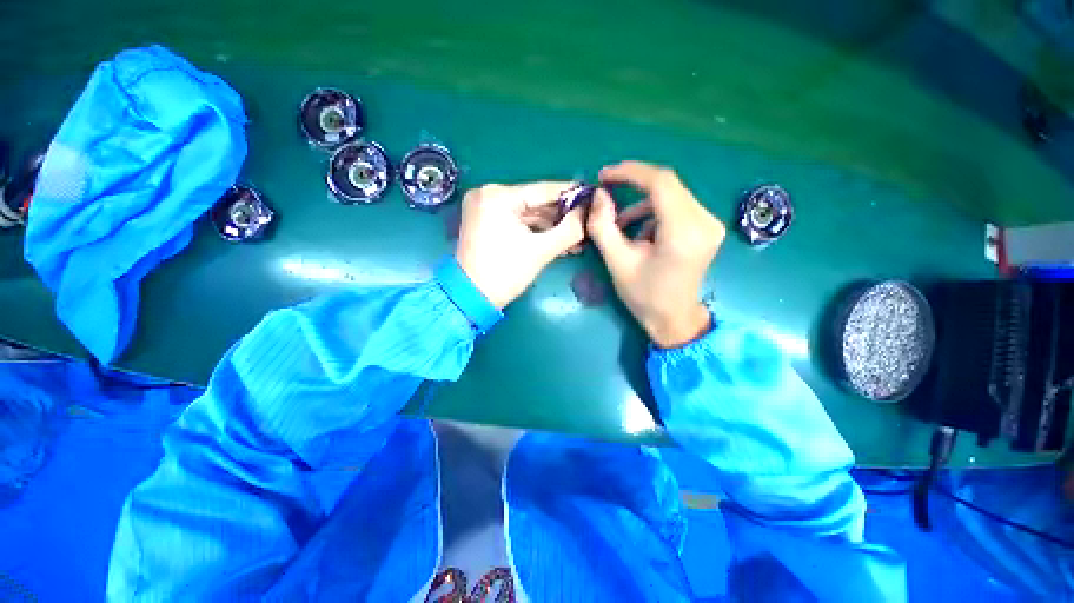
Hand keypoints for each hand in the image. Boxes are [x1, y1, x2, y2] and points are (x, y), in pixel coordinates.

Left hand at [455, 182, 585, 308]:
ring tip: (575, 240)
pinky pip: (517, 221)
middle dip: (561, 218)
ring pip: (527, 214)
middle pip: (535, 203)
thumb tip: (588, 212)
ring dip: (550, 227)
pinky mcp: (485, 221)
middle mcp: (488, 194)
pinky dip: (535, 231)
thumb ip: (569, 229)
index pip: (543, 190)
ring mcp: (484, 208)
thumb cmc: (505, 273)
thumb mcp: (541, 251)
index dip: (571, 195)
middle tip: (585, 226)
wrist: (471, 298)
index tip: (593, 197)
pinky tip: (557, 241)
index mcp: (498, 196)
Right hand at [587, 161, 724, 347]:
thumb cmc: (644, 295)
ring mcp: (709, 224)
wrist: (674, 319)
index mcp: (683, 232)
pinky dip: (654, 213)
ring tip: (620, 225)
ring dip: (642, 203)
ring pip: (671, 195)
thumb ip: (603, 226)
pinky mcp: (707, 228)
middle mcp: (704, 221)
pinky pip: (677, 207)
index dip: (630, 172)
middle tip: (607, 193)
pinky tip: (641, 233)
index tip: (604, 176)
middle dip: (634, 185)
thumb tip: (599, 195)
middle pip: (667, 185)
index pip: (660, 182)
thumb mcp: (616, 262)